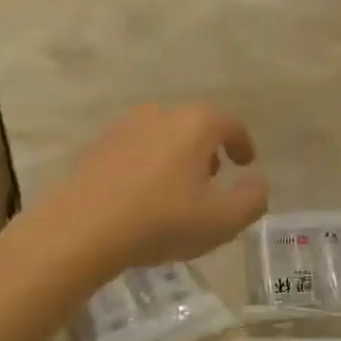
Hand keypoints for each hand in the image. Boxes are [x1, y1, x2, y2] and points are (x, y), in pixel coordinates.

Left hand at [47, 103, 267, 276]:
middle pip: (196, 125)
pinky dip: (148, 163)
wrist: (82, 227)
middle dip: (209, 149)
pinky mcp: (99, 144)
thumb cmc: (161, 220)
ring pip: (164, 134)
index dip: (243, 144)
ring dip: (177, 155)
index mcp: (197, 123)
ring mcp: (126, 125)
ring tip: (177, 189)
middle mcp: (162, 113)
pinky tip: (143, 194)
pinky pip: (136, 148)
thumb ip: (252, 200)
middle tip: (213, 179)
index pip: (231, 124)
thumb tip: (258, 183)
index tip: (246, 164)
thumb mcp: (221, 220)